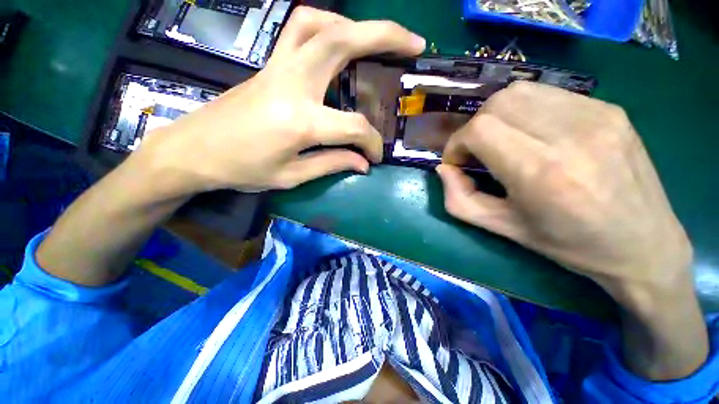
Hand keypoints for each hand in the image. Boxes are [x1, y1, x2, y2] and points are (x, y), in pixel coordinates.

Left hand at [138, 7, 424, 194]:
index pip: (353, 127)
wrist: (194, 150)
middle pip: (343, 41)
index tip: (375, 156)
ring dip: (356, 25)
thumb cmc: (242, 169)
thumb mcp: (292, 176)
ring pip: (321, 23)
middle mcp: (293, 83)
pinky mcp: (269, 64)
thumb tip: (362, 163)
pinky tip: (339, 42)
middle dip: (385, 35)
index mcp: (300, 121)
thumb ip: (332, 164)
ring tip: (378, 41)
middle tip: (414, 44)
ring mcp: (278, 67)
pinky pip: (301, 29)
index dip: (371, 142)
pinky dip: (327, 25)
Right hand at [436, 81, 691, 296]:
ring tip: (502, 140)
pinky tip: (533, 134)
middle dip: (474, 127)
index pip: (480, 130)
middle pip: (498, 103)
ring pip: (521, 91)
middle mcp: (571, 135)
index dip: (457, 143)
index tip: (457, 161)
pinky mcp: (610, 109)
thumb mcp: (503, 229)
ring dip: (497, 115)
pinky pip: (549, 94)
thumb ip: (460, 200)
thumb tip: (444, 169)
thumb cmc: (569, 244)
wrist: (644, 245)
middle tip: (477, 151)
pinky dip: (525, 111)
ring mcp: (597, 115)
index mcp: (542, 172)